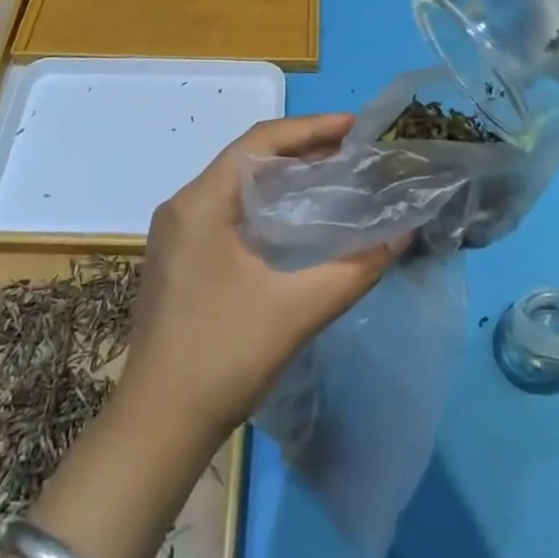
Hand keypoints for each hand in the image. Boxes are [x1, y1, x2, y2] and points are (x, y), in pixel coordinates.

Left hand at [118, 114, 400, 439]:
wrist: (156, 429)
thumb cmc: (223, 357)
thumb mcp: (297, 310)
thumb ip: (354, 269)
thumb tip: (402, 235)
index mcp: (201, 202)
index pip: (259, 142)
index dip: (310, 128)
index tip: (354, 128)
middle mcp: (182, 206)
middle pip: (247, 158)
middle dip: (300, 149)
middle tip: (351, 151)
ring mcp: (175, 233)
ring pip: (236, 185)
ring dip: (282, 177)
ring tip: (331, 176)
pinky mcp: (178, 258)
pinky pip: (227, 210)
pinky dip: (264, 204)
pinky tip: (295, 220)